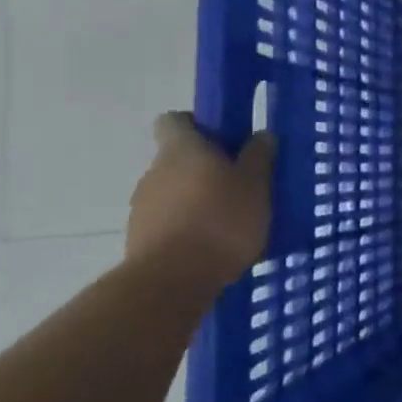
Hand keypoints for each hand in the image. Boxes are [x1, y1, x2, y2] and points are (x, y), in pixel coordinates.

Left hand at [125, 113, 276, 287]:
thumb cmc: (220, 220)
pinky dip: (189, 227)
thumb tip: (261, 134)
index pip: (175, 120)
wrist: (172, 281)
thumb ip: (259, 157)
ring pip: (175, 191)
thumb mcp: (255, 185)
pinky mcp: (140, 238)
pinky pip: (170, 221)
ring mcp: (143, 206)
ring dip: (198, 200)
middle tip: (241, 185)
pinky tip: (213, 245)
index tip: (225, 141)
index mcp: (181, 149)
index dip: (198, 125)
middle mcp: (155, 171)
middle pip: (179, 158)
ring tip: (231, 222)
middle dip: (207, 168)